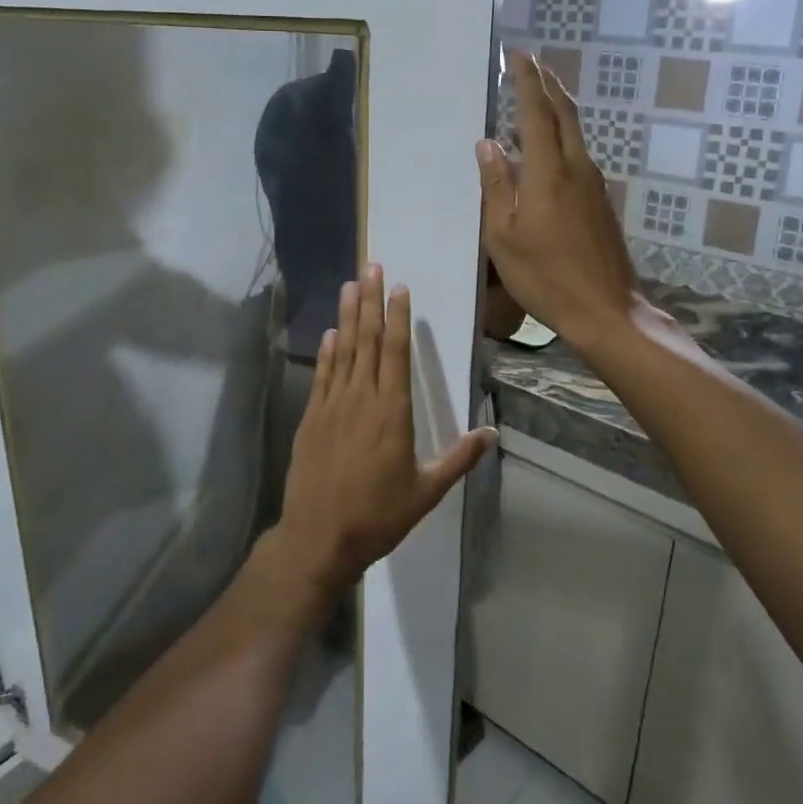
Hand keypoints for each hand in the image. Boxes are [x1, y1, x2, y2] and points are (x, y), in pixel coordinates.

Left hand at [275, 265, 495, 596]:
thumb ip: (459, 459)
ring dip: (347, 316)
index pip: (395, 352)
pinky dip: (327, 351)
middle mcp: (361, 399)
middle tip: (371, 266)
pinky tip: (329, 333)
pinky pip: (322, 375)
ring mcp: (332, 405)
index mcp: (392, 412)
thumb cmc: (378, 516)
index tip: (399, 288)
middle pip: (366, 340)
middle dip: (370, 301)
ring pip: (342, 351)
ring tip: (349, 284)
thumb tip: (491, 432)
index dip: (397, 317)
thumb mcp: (426, 492)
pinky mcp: (311, 418)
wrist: (318, 537)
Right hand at [477, 50, 641, 349]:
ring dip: (557, 107)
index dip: (526, 81)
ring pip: (575, 132)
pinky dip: (562, 135)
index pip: (536, 113)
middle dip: (548, 84)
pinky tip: (548, 146)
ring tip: (537, 95)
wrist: (605, 308)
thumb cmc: (544, 276)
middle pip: (565, 113)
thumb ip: (496, 186)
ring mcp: (594, 183)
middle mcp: (576, 167)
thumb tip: (488, 143)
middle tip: (531, 64)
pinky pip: (579, 153)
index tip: (518, 55)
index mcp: (548, 173)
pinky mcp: (601, 200)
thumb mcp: (503, 236)